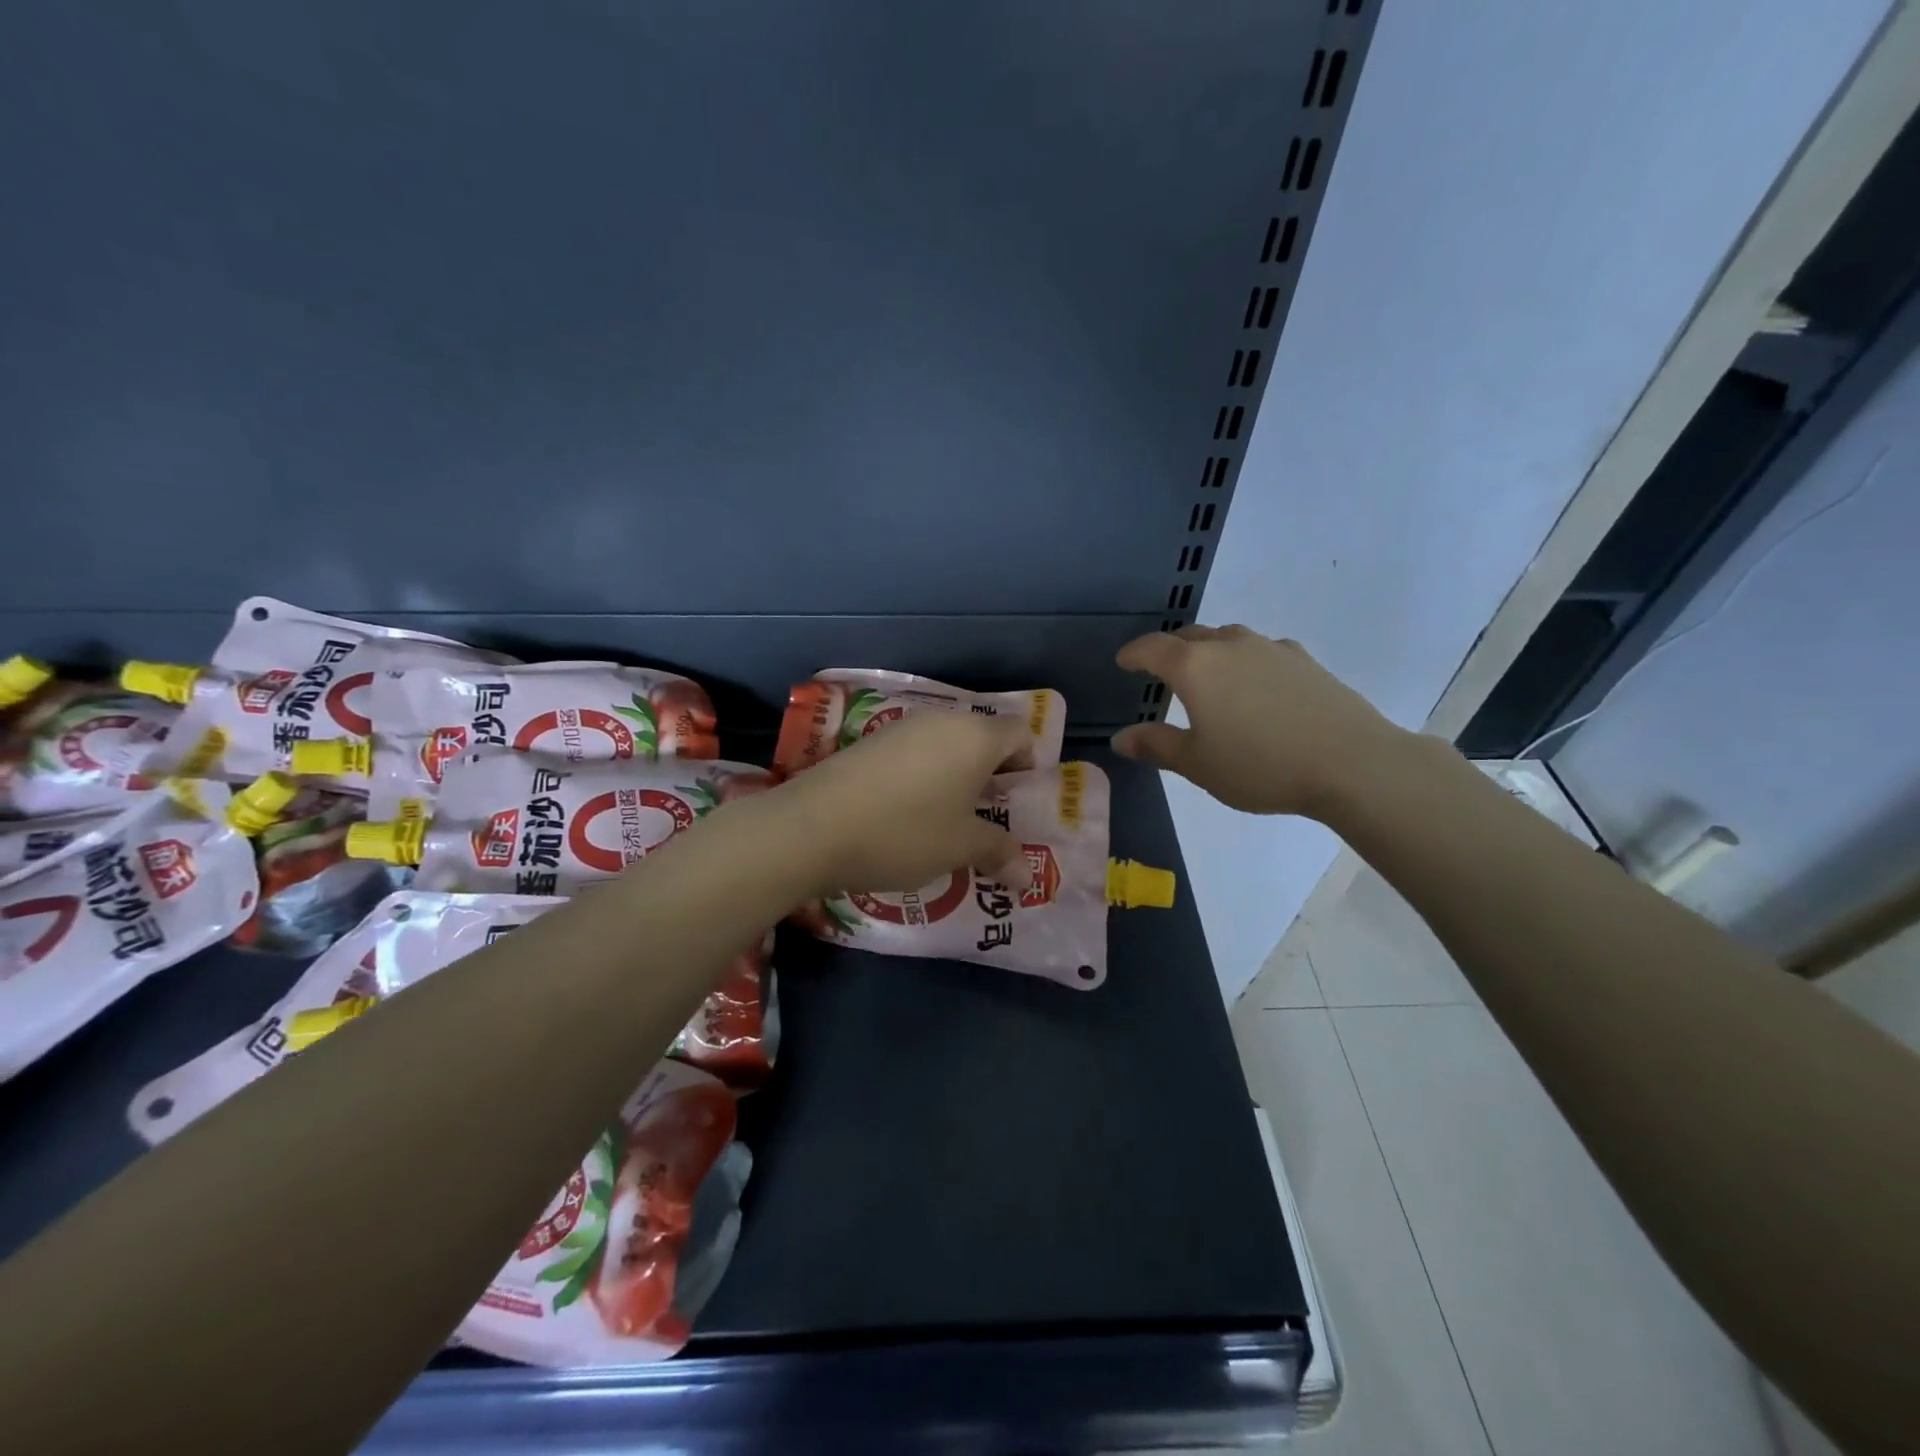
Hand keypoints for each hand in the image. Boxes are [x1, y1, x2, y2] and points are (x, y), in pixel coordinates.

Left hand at [769, 710, 1027, 894]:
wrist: (812, 827)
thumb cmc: (905, 832)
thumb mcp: (959, 847)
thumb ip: (998, 852)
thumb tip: (1029, 876)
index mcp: (974, 736)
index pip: (1019, 732)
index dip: (1028, 763)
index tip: (1019, 801)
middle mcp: (940, 721)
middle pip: (981, 737)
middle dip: (991, 774)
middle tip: (989, 816)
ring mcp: (900, 728)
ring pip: (945, 746)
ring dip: (955, 777)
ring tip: (948, 821)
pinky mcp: (868, 743)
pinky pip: (913, 754)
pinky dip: (923, 777)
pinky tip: (907, 814)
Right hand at [1110, 625, 1408, 818]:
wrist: (1352, 763)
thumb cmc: (1261, 765)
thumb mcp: (1198, 765)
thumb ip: (1156, 746)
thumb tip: (1121, 738)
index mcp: (1196, 668)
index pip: (1153, 648)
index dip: (1134, 654)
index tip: (1123, 661)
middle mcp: (1230, 647)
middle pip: (1191, 636)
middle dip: (1170, 649)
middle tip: (1161, 668)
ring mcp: (1272, 649)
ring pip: (1229, 638)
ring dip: (1210, 651)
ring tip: (1208, 674)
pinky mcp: (1305, 661)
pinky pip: (1262, 651)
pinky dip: (1246, 661)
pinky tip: (1256, 684)